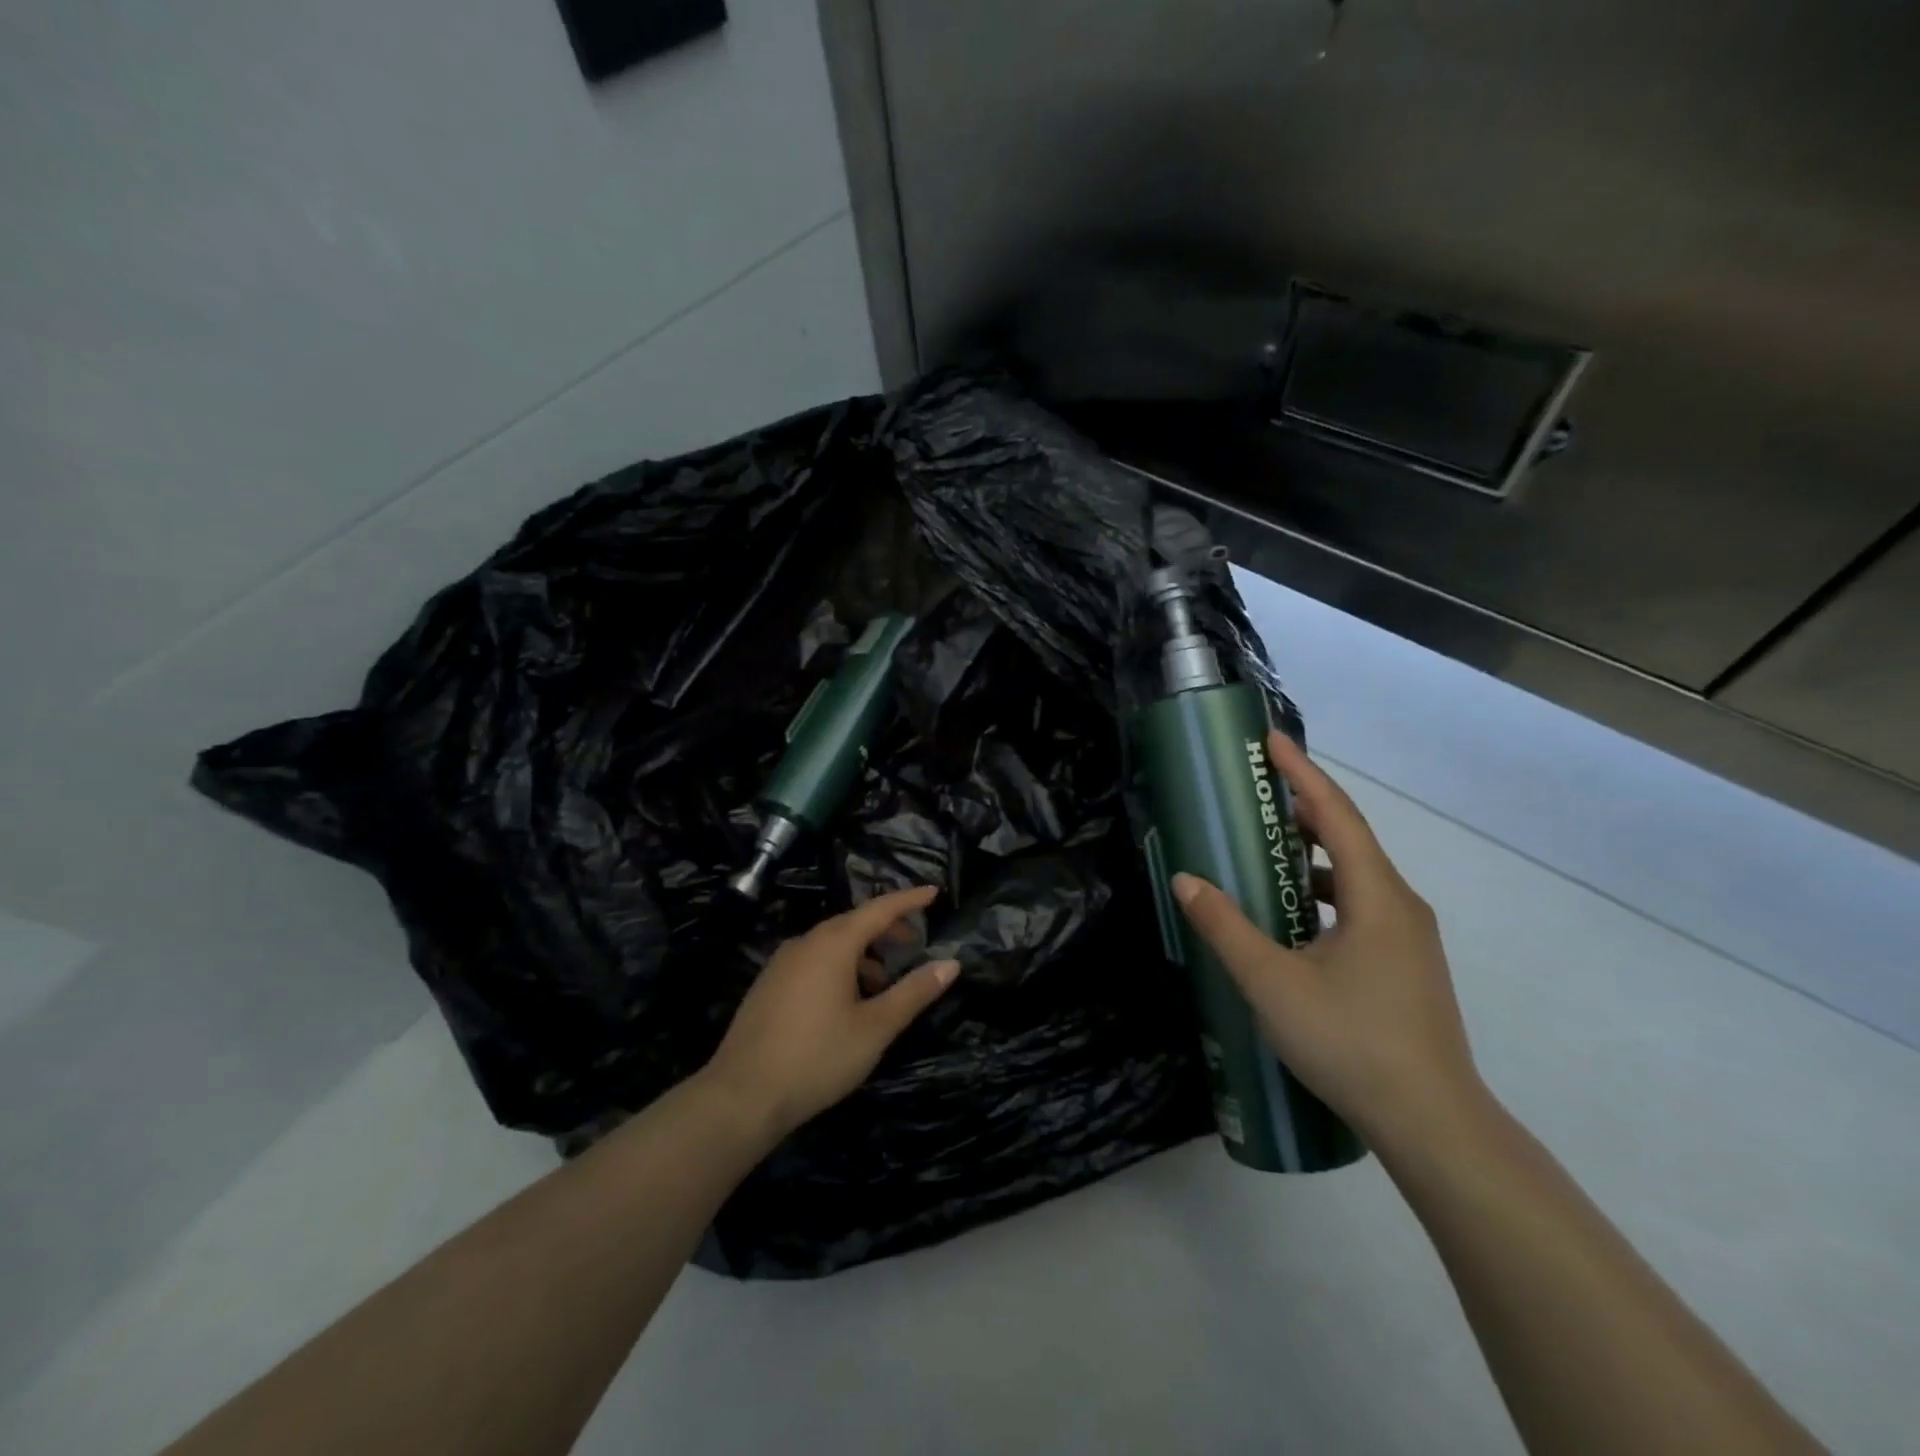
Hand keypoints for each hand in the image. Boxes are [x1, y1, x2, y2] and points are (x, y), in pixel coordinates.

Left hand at [703, 886, 960, 1141]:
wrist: (741, 1096)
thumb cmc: (817, 1057)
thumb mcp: (875, 1028)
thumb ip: (914, 992)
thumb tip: (951, 963)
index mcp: (833, 944)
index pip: (879, 909)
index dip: (909, 900)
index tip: (934, 892)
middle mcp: (806, 943)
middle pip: (854, 923)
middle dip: (886, 929)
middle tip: (913, 942)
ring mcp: (782, 963)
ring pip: (831, 944)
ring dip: (862, 953)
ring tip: (883, 983)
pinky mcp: (768, 985)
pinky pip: (813, 960)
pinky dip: (839, 966)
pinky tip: (846, 1001)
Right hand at [1171, 731, 1482, 1152]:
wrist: (1433, 1124)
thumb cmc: (1352, 1043)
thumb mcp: (1272, 983)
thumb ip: (1226, 928)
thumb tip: (1186, 880)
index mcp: (1377, 897)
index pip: (1336, 815)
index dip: (1302, 773)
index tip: (1270, 741)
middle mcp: (1400, 906)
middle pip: (1349, 838)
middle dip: (1302, 809)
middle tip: (1256, 792)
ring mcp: (1408, 938)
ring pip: (1355, 877)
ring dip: (1311, 855)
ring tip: (1264, 851)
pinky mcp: (1405, 965)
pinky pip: (1359, 906)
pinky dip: (1322, 893)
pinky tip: (1291, 917)